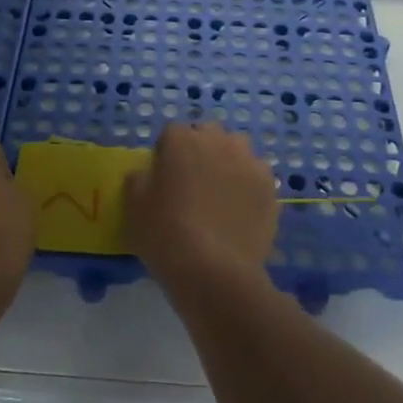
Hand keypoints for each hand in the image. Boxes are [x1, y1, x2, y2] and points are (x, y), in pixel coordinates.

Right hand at [125, 122, 279, 294]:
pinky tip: (242, 211)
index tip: (164, 176)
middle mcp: (218, 141)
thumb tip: (147, 174)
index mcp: (182, 140)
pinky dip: (249, 186)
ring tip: (222, 193)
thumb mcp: (133, 207)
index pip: (172, 132)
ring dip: (229, 162)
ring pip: (238, 150)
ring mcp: (248, 162)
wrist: (212, 269)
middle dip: (201, 149)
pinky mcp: (269, 186)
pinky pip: (257, 176)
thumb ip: (138, 180)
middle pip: (208, 134)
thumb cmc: (164, 234)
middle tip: (194, 181)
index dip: (167, 152)